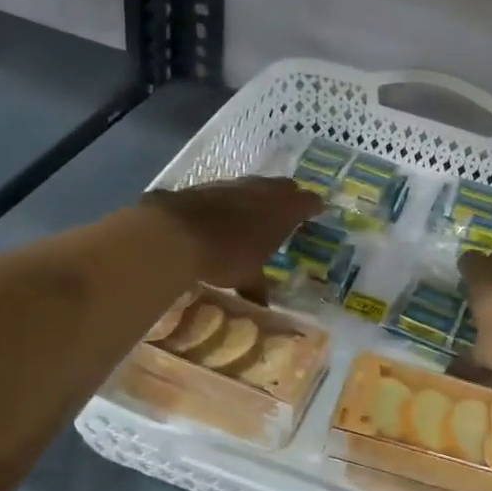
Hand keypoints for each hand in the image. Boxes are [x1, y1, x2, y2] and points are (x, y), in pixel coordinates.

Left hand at [143, 178, 319, 289]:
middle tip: (287, 214)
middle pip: (284, 187)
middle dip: (288, 198)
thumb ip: (258, 287)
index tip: (316, 213)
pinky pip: (228, 190)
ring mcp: (234, 184)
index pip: (309, 201)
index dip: (313, 207)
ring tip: (255, 215)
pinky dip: (231, 201)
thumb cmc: (225, 255)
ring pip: (256, 185)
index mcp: (284, 210)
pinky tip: (223, 216)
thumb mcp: (247, 277)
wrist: (174, 233)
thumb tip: (263, 306)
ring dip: (258, 197)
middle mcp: (263, 190)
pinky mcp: (207, 185)